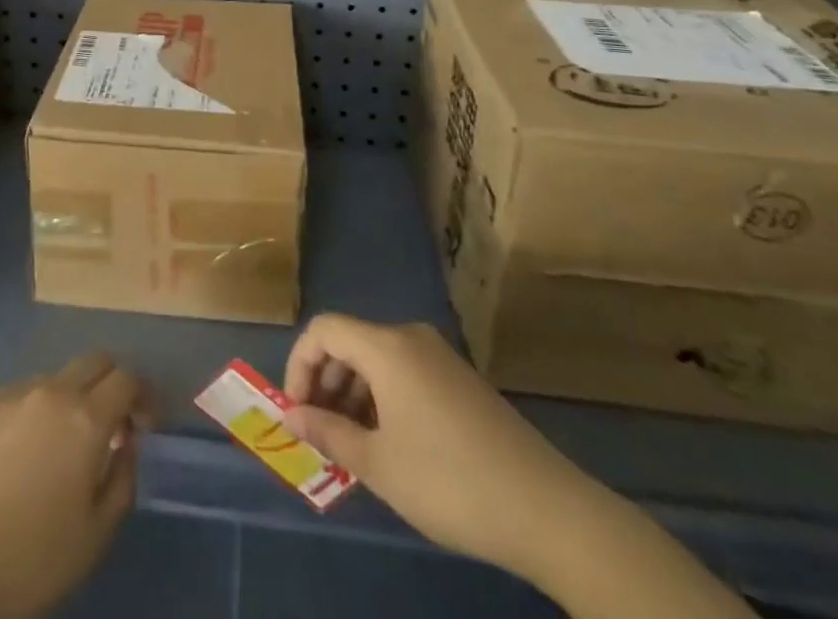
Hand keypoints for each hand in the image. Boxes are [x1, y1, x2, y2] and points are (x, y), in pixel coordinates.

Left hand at [0, 353, 153, 618]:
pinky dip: (44, 406)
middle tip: (118, 423)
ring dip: (77, 395)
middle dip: (114, 383)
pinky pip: (28, 392)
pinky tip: (33, 448)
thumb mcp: (96, 534)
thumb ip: (122, 479)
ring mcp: (16, 395)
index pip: (127, 379)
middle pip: (96, 361)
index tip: (149, 424)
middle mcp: (54, 391)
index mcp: (86, 417)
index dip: (145, 395)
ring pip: (60, 375)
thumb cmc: (31, 558)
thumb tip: (125, 444)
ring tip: (72, 441)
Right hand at [282, 316, 597, 583]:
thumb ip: (329, 433)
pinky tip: (390, 444)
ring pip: (377, 360)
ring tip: (352, 445)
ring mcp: (440, 357)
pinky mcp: (461, 380)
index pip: (324, 330)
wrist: (546, 509)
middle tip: (319, 433)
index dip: (300, 365)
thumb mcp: (379, 464)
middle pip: (350, 342)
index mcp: (386, 346)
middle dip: (326, 382)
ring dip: (354, 394)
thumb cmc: (449, 481)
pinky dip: (383, 398)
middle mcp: (410, 338)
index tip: (297, 412)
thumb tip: (291, 415)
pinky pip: (405, 373)